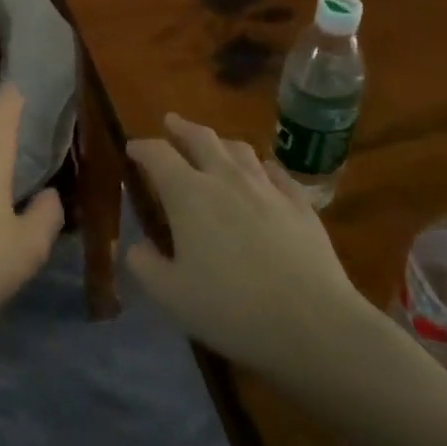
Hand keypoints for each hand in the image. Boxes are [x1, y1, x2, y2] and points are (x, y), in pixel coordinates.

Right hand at [125, 114, 372, 381]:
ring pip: (239, 149)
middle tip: (171, 123)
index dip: (142, 147)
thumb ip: (145, 266)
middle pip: (200, 138)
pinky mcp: (300, 203)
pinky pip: (275, 172)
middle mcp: (226, 178)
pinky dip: (260, 167)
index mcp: (188, 194)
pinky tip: (262, 174)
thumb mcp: (172, 296)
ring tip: (214, 146)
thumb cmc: (232, 308)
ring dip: (220, 142)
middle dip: (181, 128)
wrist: (314, 322)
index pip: (157, 154)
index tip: (132, 148)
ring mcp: (267, 187)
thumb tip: (135, 246)